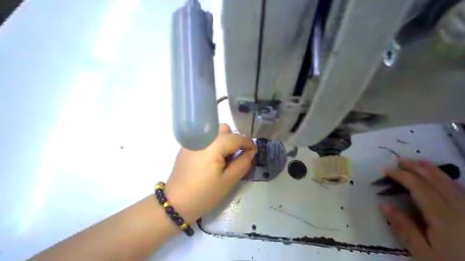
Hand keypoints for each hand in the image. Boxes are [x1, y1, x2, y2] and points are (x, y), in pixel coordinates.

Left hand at [163, 123, 257, 224]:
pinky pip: (205, 138)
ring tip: (224, 158)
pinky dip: (213, 144)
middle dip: (235, 140)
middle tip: (236, 157)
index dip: (248, 144)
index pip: (237, 137)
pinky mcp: (187, 147)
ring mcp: (193, 141)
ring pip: (215, 132)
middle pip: (225, 130)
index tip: (254, 153)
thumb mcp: (229, 180)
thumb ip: (243, 163)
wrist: (176, 203)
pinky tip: (211, 160)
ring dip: (224, 141)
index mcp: (214, 145)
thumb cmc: (205, 194)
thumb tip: (250, 152)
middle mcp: (203, 138)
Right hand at [381, 158, 464, 260]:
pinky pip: (461, 189)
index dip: (401, 175)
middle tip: (399, 159)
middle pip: (435, 181)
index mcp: (443, 216)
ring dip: (432, 170)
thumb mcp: (423, 252)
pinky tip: (440, 177)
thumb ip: (404, 228)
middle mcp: (459, 208)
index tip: (386, 170)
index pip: (418, 187)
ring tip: (418, 161)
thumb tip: (384, 205)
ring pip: (450, 183)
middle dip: (416, 167)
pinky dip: (447, 179)